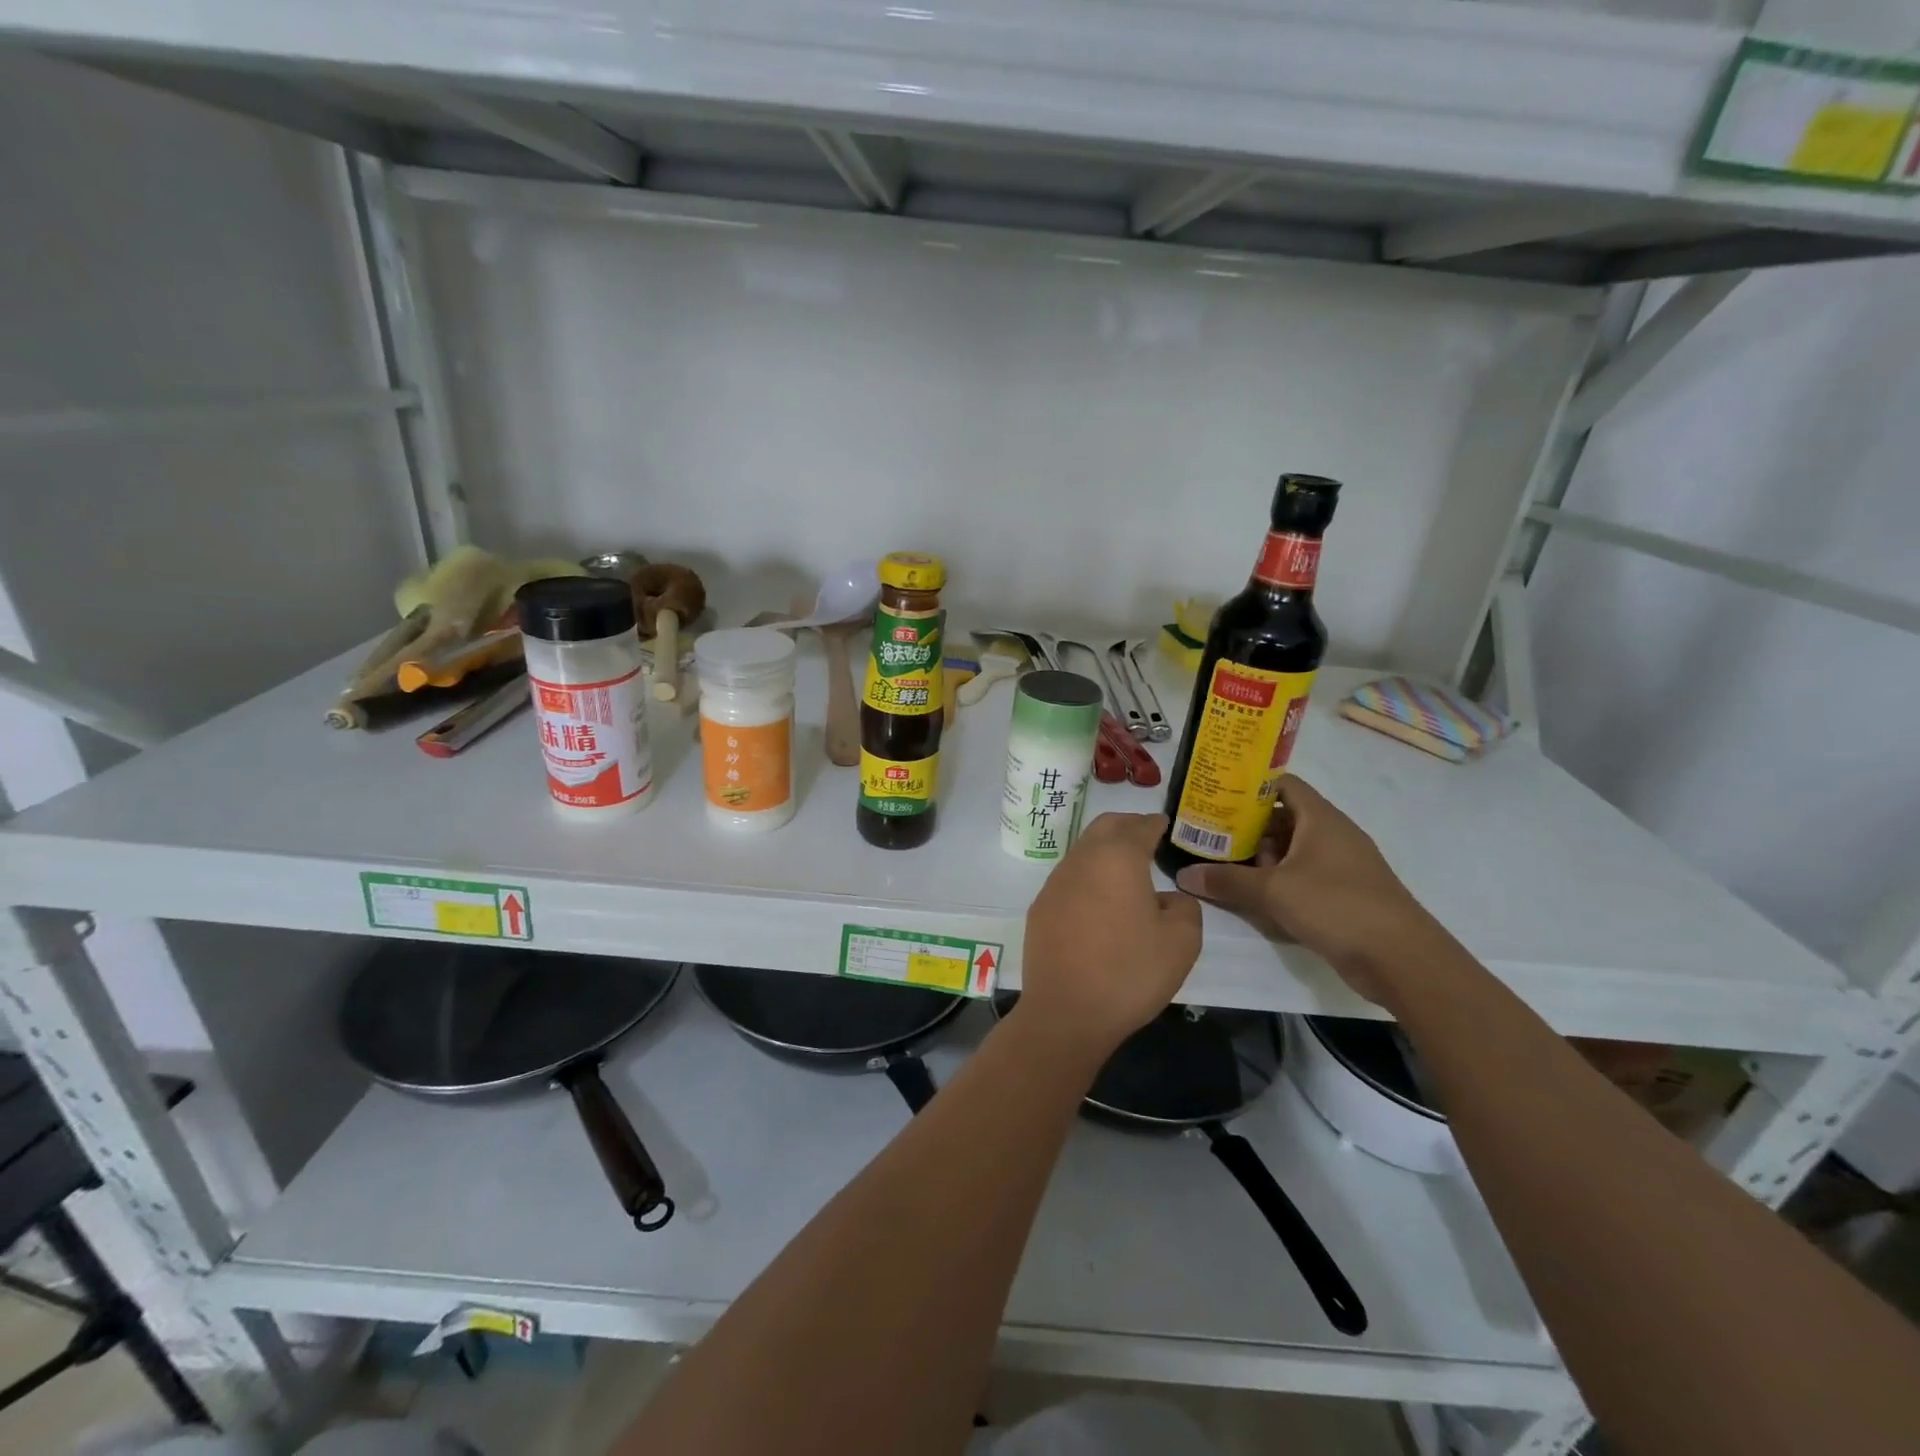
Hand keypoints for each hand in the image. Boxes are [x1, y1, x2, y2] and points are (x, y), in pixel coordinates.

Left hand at [1017, 813, 1201, 1062]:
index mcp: (1117, 858)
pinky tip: (1101, 903)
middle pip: (1106, 826)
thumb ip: (1184, 906)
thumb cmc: (1129, 972)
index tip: (1168, 827)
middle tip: (1150, 840)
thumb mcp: (1182, 942)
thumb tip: (1167, 897)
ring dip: (1106, 851)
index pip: (1140, 826)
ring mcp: (1055, 882)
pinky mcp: (1041, 907)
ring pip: (1084, 850)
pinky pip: (1070, 878)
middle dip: (1129, 826)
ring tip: (1128, 873)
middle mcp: (1082, 859)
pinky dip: (1089, 877)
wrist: (1066, 1012)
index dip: (1157, 824)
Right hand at [1173, 776, 1432, 1003]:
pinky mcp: (1345, 894)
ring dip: (1261, 858)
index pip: (1282, 784)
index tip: (1215, 795)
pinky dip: (1279, 881)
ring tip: (1223, 866)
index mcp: (1321, 818)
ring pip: (1293, 850)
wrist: (1401, 959)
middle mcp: (1333, 834)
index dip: (1249, 786)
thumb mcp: (1273, 891)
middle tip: (1208, 835)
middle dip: (1246, 827)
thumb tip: (1184, 875)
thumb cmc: (1336, 906)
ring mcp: (1342, 866)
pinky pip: (1304, 877)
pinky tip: (1255, 897)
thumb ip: (1227, 881)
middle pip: (1283, 818)